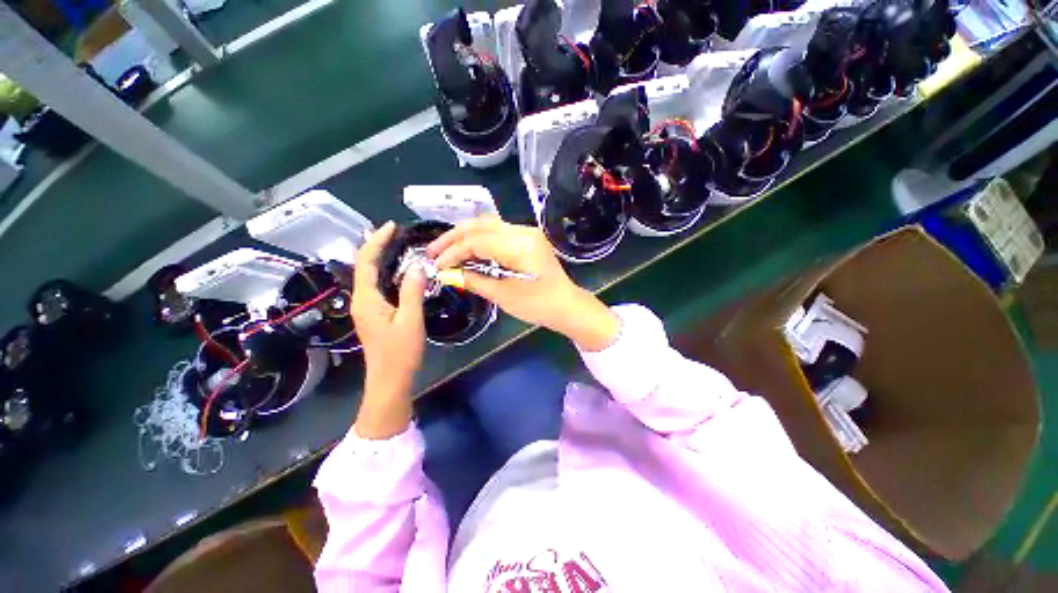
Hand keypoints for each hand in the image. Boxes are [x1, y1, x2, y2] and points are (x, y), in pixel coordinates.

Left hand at [351, 221, 427, 438]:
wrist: (390, 380)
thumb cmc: (400, 352)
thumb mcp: (411, 320)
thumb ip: (413, 292)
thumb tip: (418, 266)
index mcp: (366, 299)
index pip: (365, 261)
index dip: (377, 241)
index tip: (391, 226)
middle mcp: (361, 300)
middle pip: (363, 265)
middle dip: (376, 245)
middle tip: (395, 232)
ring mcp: (366, 307)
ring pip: (369, 275)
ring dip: (379, 257)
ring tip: (397, 245)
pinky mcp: (374, 314)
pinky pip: (376, 285)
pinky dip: (385, 272)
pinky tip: (399, 271)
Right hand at [427, 217, 620, 351]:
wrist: (566, 305)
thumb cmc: (538, 305)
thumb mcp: (503, 295)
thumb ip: (474, 280)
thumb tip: (448, 273)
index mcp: (519, 245)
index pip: (476, 241)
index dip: (453, 252)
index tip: (437, 265)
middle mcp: (523, 231)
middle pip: (480, 225)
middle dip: (453, 237)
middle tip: (433, 251)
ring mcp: (527, 232)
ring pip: (488, 225)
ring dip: (464, 236)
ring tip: (445, 249)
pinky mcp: (527, 238)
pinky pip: (498, 233)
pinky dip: (479, 240)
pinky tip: (467, 251)